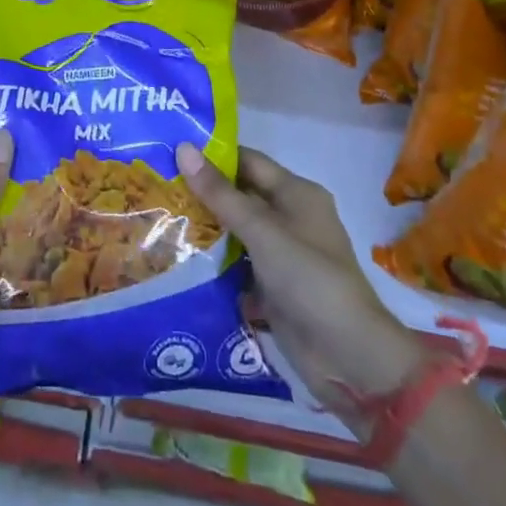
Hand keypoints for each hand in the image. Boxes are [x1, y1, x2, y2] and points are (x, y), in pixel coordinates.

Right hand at [177, 143, 426, 437]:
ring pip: (236, 231)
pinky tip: (177, 257)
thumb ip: (221, 193)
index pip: (248, 161)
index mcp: (297, 193)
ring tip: (158, 215)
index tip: (170, 149)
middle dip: (203, 191)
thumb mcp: (262, 231)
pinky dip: (213, 260)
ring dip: (204, 227)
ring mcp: (281, 254)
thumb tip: (183, 148)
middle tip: (156, 182)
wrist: (349, 357)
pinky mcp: (273, 286)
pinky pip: (237, 264)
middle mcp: (290, 217)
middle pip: (240, 195)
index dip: (213, 154)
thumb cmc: (309, 279)